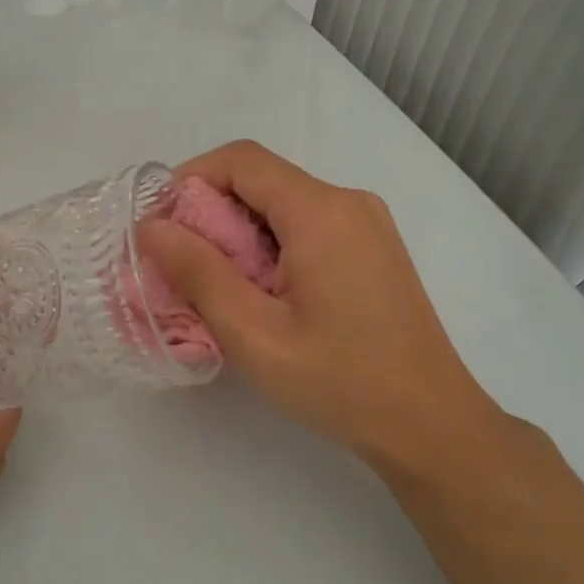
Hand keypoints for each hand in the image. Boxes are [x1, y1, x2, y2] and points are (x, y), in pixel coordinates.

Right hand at [137, 141, 500, 472]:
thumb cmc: (340, 381)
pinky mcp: (375, 250)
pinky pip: (310, 229)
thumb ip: (198, 273)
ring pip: (285, 207)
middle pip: (263, 182)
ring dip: (241, 236)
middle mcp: (349, 202)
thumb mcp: (254, 333)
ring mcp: (369, 226)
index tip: (160, 226)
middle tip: (180, 269)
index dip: (190, 180)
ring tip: (217, 290)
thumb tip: (153, 227)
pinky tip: (263, 297)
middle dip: (212, 215)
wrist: (430, 423)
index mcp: (321, 211)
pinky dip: (273, 249)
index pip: (241, 160)